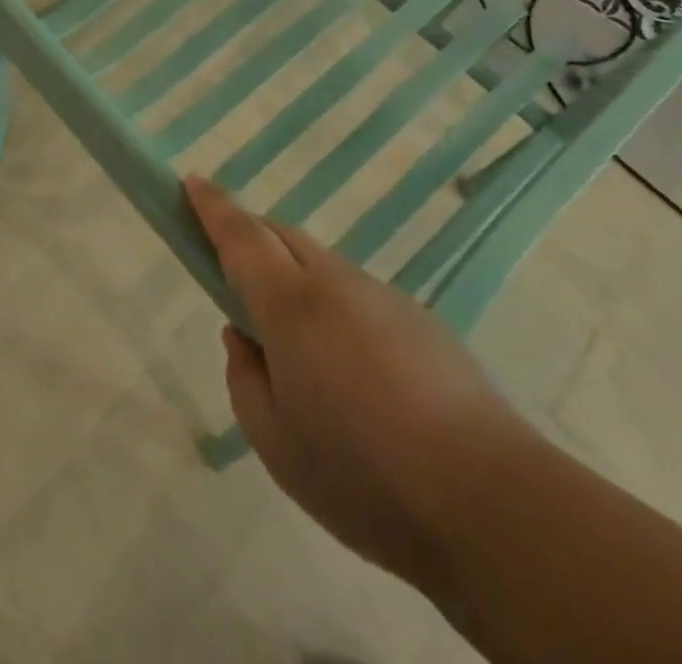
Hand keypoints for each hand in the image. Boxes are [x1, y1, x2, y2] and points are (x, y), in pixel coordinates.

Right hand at [184, 176, 533, 588]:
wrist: (489, 501)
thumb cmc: (362, 473)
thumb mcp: (274, 441)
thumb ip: (245, 378)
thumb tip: (244, 337)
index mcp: (291, 304)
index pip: (241, 235)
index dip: (212, 205)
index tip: (191, 180)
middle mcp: (337, 284)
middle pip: (283, 238)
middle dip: (251, 238)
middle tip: (233, 273)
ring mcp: (385, 297)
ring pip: (323, 267)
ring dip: (295, 278)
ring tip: (297, 346)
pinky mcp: (422, 321)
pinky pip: (359, 296)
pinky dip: (335, 309)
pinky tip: (354, 373)